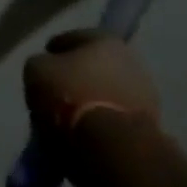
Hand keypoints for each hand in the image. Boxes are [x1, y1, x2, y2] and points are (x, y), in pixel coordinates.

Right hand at [23, 30, 160, 137]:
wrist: (112, 147)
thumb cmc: (71, 97)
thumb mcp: (36, 71)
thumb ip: (40, 64)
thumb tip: (47, 70)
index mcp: (105, 39)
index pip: (71, 39)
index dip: (52, 53)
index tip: (41, 69)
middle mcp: (131, 60)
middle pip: (93, 67)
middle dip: (75, 79)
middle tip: (55, 95)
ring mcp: (145, 95)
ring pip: (106, 93)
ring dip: (90, 102)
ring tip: (68, 120)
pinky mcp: (150, 126)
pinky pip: (115, 118)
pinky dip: (101, 123)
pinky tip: (84, 134)